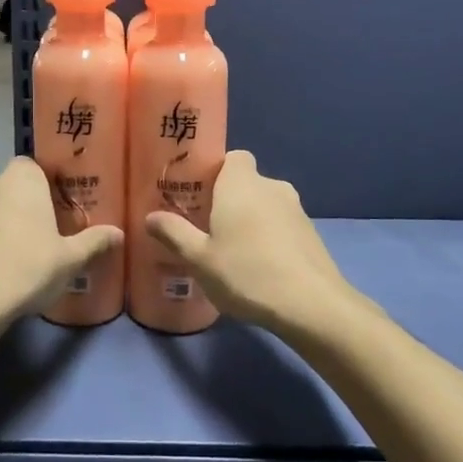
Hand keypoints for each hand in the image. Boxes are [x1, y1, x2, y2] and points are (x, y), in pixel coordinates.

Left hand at [0, 157, 120, 327]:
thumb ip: (94, 241)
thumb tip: (119, 233)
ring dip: (6, 220)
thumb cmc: (28, 267)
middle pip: (14, 186)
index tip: (62, 203)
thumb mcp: (70, 258)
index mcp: (21, 179)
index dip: (48, 182)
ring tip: (26, 248)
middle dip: (28, 202)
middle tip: (49, 227)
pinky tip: (2, 264)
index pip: (35, 165)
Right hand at [145, 150, 366, 331]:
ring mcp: (296, 209)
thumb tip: (151, 217)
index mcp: (241, 183)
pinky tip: (260, 267)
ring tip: (233, 252)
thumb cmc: (247, 272)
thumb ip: (174, 233)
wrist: (311, 304)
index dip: (217, 171)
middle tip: (208, 228)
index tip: (200, 195)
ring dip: (251, 220)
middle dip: (229, 200)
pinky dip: (270, 237)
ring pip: (265, 205)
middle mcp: (271, 186)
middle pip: (247, 183)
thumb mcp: (199, 258)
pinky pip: (282, 225)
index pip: (233, 157)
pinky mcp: (311, 233)